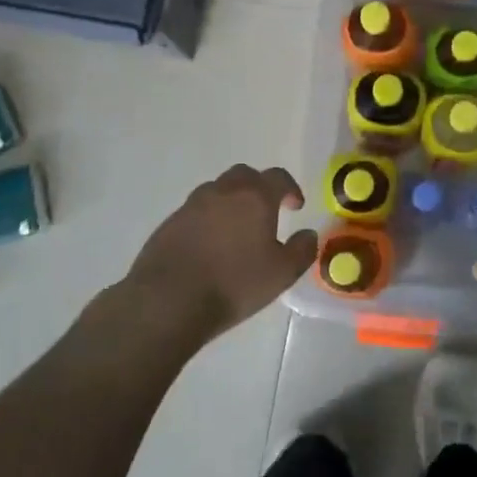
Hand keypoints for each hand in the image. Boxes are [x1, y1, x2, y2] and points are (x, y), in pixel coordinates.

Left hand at [125, 165, 318, 344]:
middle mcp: (222, 192)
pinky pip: (195, 212)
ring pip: (216, 191)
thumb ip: (302, 250)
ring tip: (236, 230)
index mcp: (254, 197)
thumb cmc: (234, 284)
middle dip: (259, 188)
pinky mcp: (169, 224)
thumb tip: (308, 234)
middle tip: (266, 211)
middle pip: (244, 176)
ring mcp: (191, 206)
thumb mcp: (282, 273)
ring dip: (231, 202)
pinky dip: (208, 220)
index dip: (290, 188)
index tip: (295, 206)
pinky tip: (209, 246)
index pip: (278, 177)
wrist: (168, 300)